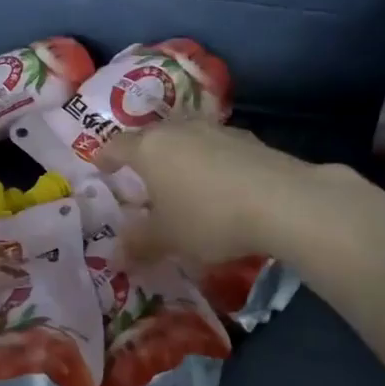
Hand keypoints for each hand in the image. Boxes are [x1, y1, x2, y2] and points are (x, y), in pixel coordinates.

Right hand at [96, 120, 320, 263]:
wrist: (283, 202)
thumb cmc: (208, 218)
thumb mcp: (168, 239)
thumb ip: (139, 244)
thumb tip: (115, 255)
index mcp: (149, 149)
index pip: (117, 146)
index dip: (105, 157)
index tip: (101, 167)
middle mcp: (179, 129)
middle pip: (152, 136)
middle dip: (144, 155)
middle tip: (141, 177)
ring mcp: (216, 130)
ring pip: (187, 138)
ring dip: (180, 156)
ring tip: (181, 180)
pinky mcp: (249, 139)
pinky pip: (217, 148)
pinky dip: (210, 162)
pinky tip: (220, 185)